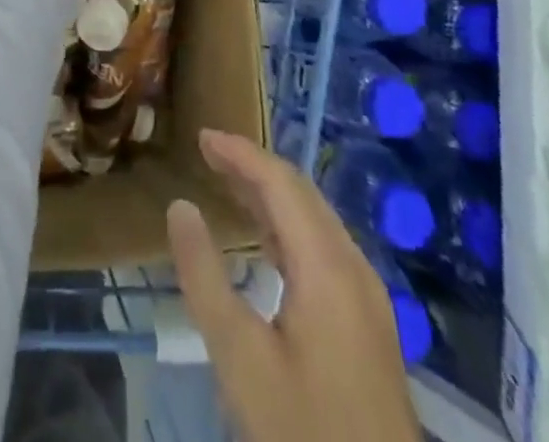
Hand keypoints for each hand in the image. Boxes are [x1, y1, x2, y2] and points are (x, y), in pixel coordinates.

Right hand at [168, 129, 419, 441]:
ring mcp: (367, 297)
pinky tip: (265, 241)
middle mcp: (354, 268)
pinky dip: (288, 226)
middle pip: (302, 194)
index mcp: (328, 266)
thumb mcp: (240, 359)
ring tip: (228, 183)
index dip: (241, 153)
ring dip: (272, 194)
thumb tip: (180, 207)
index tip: (201, 136)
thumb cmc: (303, 433)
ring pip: (315, 220)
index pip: (281, 183)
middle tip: (208, 153)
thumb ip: (206, 277)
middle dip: (254, 166)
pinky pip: (324, 247)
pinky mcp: (367, 323)